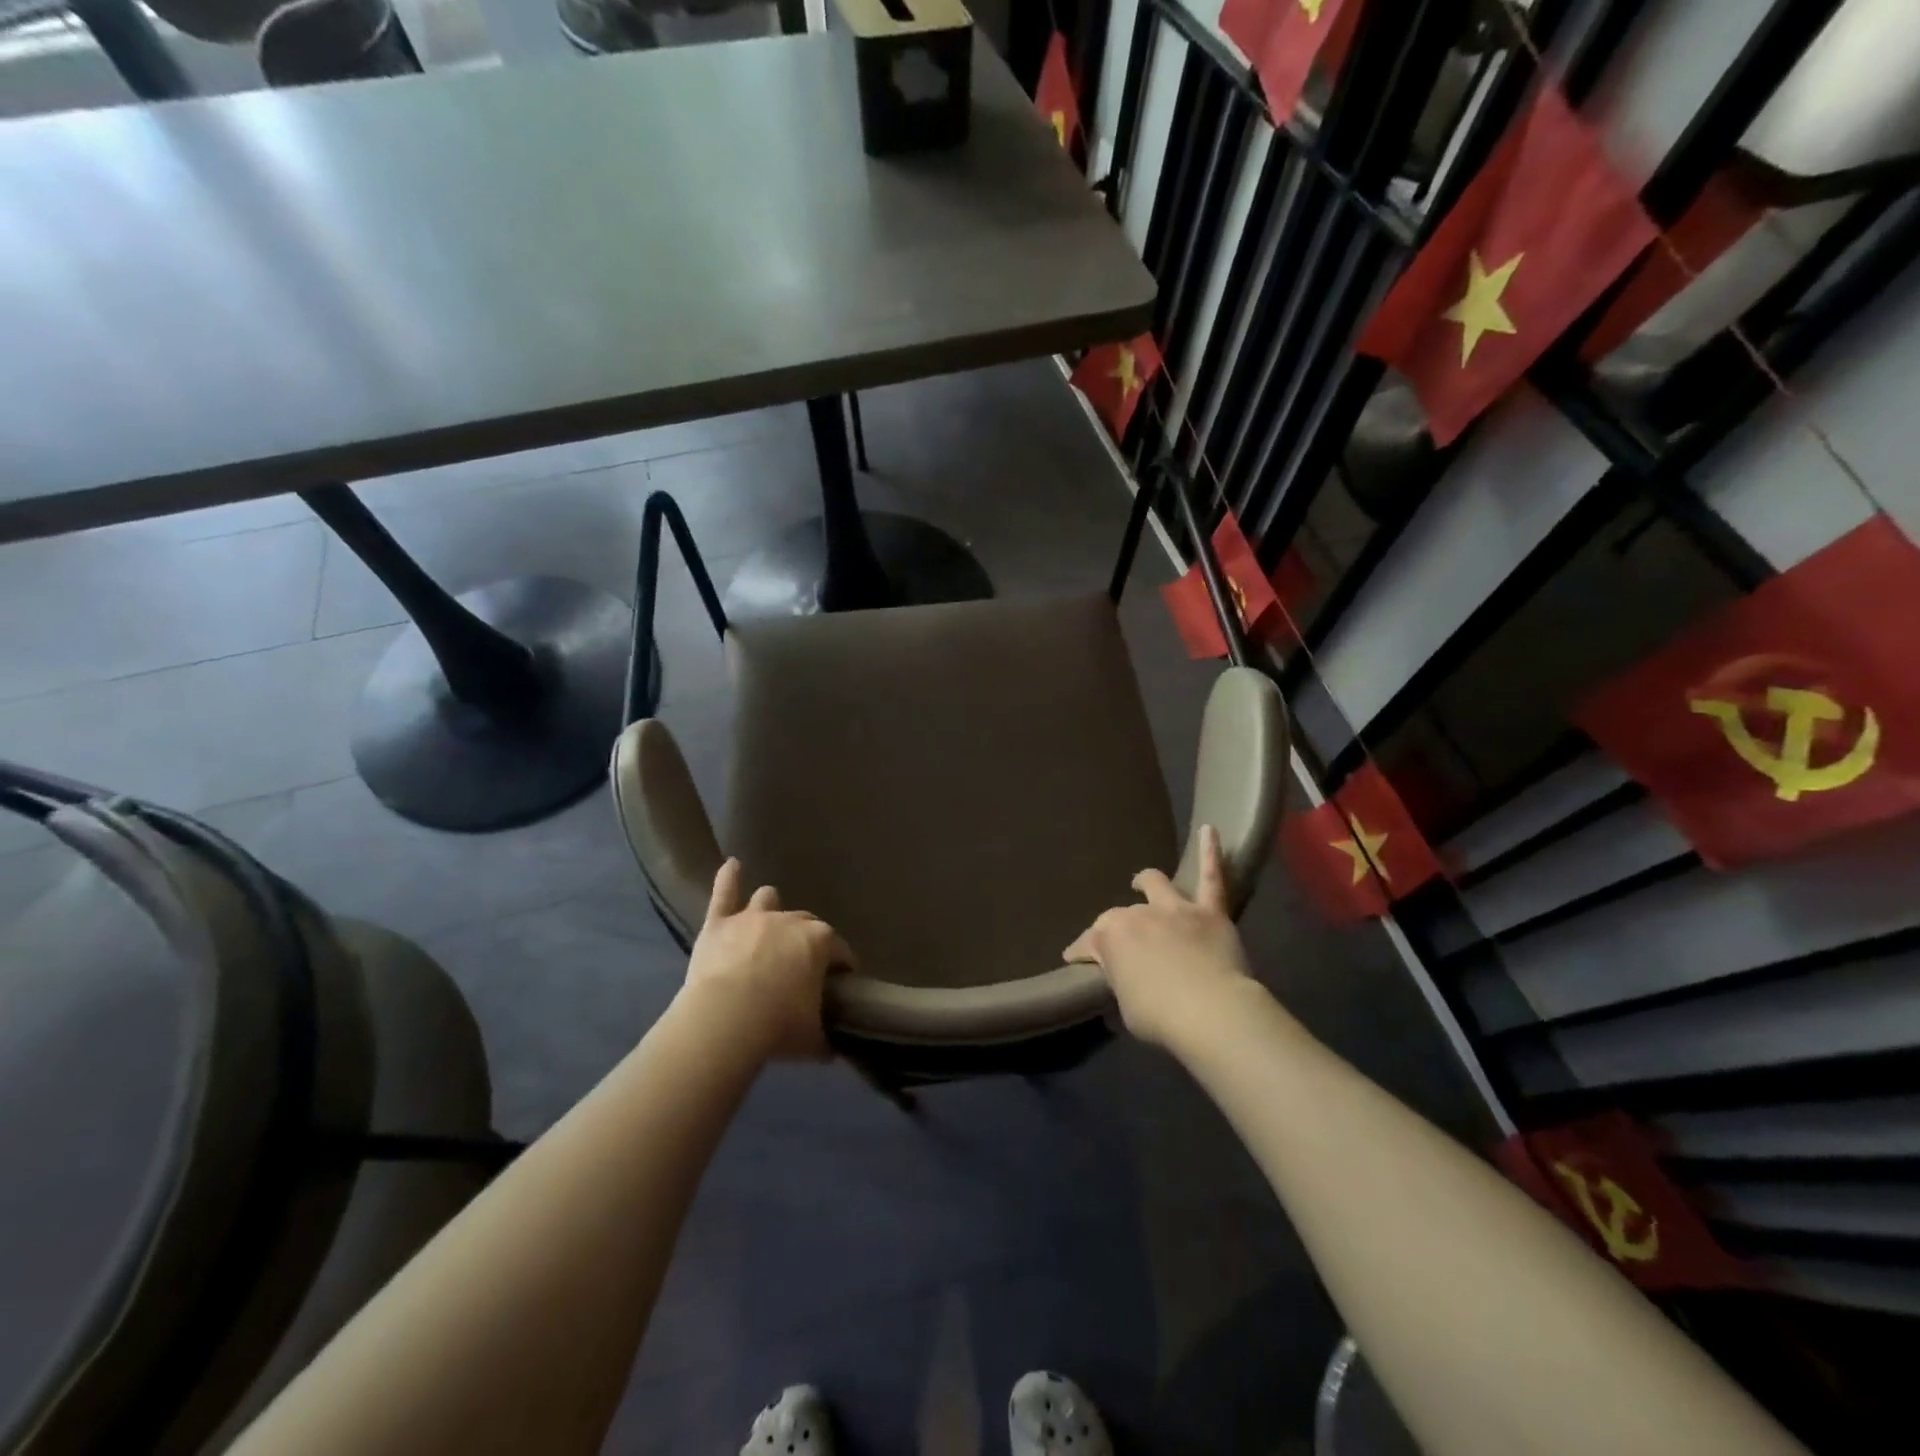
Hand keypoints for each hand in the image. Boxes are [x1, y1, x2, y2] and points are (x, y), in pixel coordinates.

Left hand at [682, 859, 853, 1061]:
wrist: (726, 1020)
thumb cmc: (778, 1026)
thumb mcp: (813, 1039)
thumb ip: (826, 1039)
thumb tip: (834, 1050)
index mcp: (820, 941)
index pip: (840, 951)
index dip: (842, 967)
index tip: (841, 982)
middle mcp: (790, 920)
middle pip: (806, 924)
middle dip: (807, 940)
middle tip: (801, 965)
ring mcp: (752, 918)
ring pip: (767, 899)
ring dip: (770, 908)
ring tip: (768, 920)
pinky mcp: (719, 924)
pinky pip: (723, 893)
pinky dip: (727, 878)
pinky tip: (731, 865)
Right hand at [1063, 826, 1255, 1048]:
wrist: (1210, 1011)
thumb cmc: (1160, 1016)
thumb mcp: (1126, 1007)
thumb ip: (1123, 984)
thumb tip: (1127, 981)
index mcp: (1110, 938)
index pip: (1087, 945)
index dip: (1080, 954)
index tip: (1075, 961)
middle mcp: (1137, 915)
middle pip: (1121, 917)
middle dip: (1118, 928)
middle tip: (1122, 943)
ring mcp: (1174, 910)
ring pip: (1157, 885)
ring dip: (1147, 882)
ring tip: (1142, 881)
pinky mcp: (1209, 912)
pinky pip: (1212, 877)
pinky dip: (1210, 852)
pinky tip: (1210, 829)